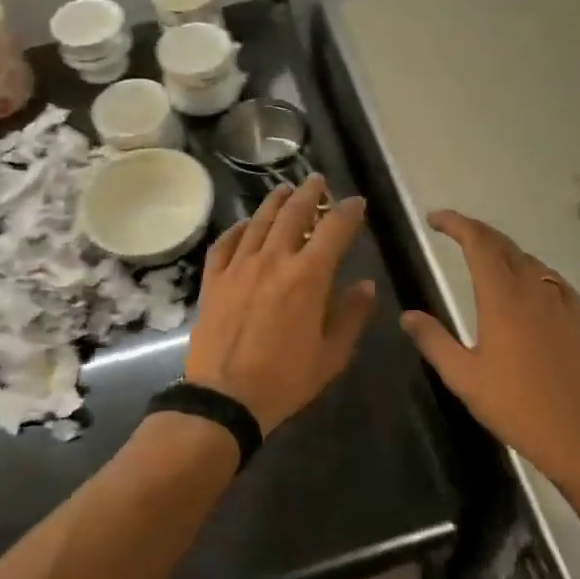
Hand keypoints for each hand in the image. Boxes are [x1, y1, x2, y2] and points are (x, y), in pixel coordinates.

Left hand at [184, 175, 376, 434]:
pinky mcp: (214, 280)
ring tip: (285, 189)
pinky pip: (225, 244)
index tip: (357, 202)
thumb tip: (365, 284)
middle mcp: (274, 260)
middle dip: (310, 194)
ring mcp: (239, 267)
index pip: (334, 230)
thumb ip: (351, 314)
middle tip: (317, 181)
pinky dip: (238, 229)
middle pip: (293, 214)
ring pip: (259, 222)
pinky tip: (245, 225)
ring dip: (275, 202)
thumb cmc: (285, 379)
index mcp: (308, 276)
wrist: (225, 398)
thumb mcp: (332, 353)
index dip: (348, 212)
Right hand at [401, 210, 579, 484]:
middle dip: (476, 231)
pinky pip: (550, 278)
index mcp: (501, 298)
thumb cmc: (515, 405)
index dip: (457, 224)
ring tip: (481, 254)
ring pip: (527, 259)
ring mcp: (558, 303)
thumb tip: (407, 315)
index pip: (479, 243)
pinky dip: (530, 268)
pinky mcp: (575, 319)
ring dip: (502, 248)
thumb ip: (433, 341)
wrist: (578, 434)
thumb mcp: (463, 377)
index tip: (434, 219)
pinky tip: (527, 281)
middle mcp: (531, 290)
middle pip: (503, 244)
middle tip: (451, 230)